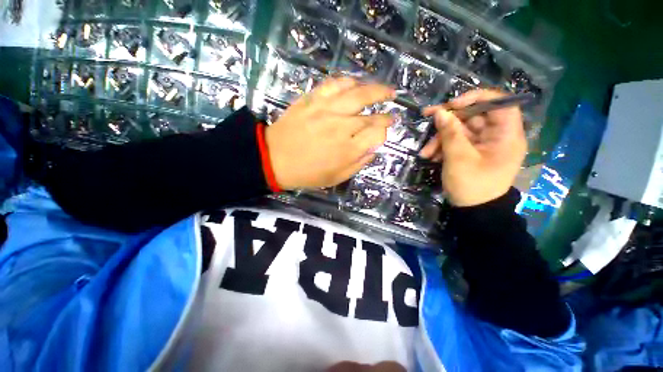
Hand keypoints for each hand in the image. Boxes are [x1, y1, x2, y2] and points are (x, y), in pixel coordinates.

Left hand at [266, 77, 394, 189]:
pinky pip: (334, 84)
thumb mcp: (335, 178)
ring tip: (387, 90)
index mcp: (347, 150)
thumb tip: (373, 150)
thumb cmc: (306, 173)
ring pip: (358, 94)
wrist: (274, 159)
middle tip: (392, 110)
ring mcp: (326, 110)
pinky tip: (356, 83)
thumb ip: (358, 164)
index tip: (386, 130)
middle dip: (385, 114)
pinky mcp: (312, 99)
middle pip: (370, 116)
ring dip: (376, 90)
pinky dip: (349, 81)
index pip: (376, 134)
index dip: (384, 131)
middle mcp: (341, 127)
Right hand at [419, 90, 526, 206]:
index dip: (476, 98)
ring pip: (461, 130)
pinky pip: (457, 142)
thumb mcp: (458, 158)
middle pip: (474, 116)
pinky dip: (443, 147)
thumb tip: (440, 112)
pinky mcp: (473, 152)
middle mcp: (497, 136)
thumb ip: (450, 133)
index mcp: (506, 135)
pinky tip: (431, 157)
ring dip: (441, 138)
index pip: (499, 103)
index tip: (452, 104)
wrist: (473, 212)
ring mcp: (484, 145)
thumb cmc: (471, 185)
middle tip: (427, 119)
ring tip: (425, 153)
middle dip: (448, 122)